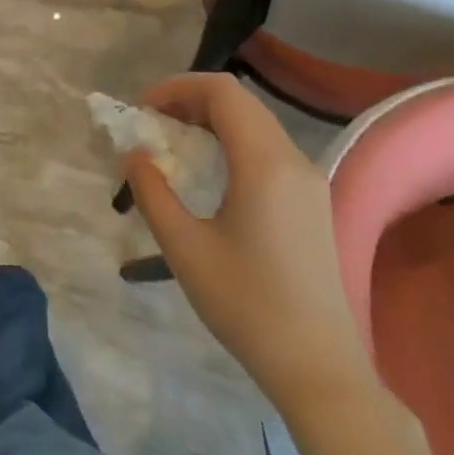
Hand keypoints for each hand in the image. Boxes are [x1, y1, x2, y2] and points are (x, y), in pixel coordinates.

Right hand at [123, 73, 373, 412]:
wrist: (318, 366)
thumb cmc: (246, 304)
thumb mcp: (185, 248)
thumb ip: (153, 193)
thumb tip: (135, 157)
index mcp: (265, 165)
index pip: (222, 93)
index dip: (177, 88)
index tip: (142, 109)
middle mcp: (294, 161)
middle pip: (240, 104)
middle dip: (189, 102)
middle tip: (151, 126)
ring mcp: (308, 182)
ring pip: (255, 125)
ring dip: (210, 123)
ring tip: (171, 146)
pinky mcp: (311, 202)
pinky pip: (267, 150)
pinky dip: (231, 144)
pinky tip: (207, 174)